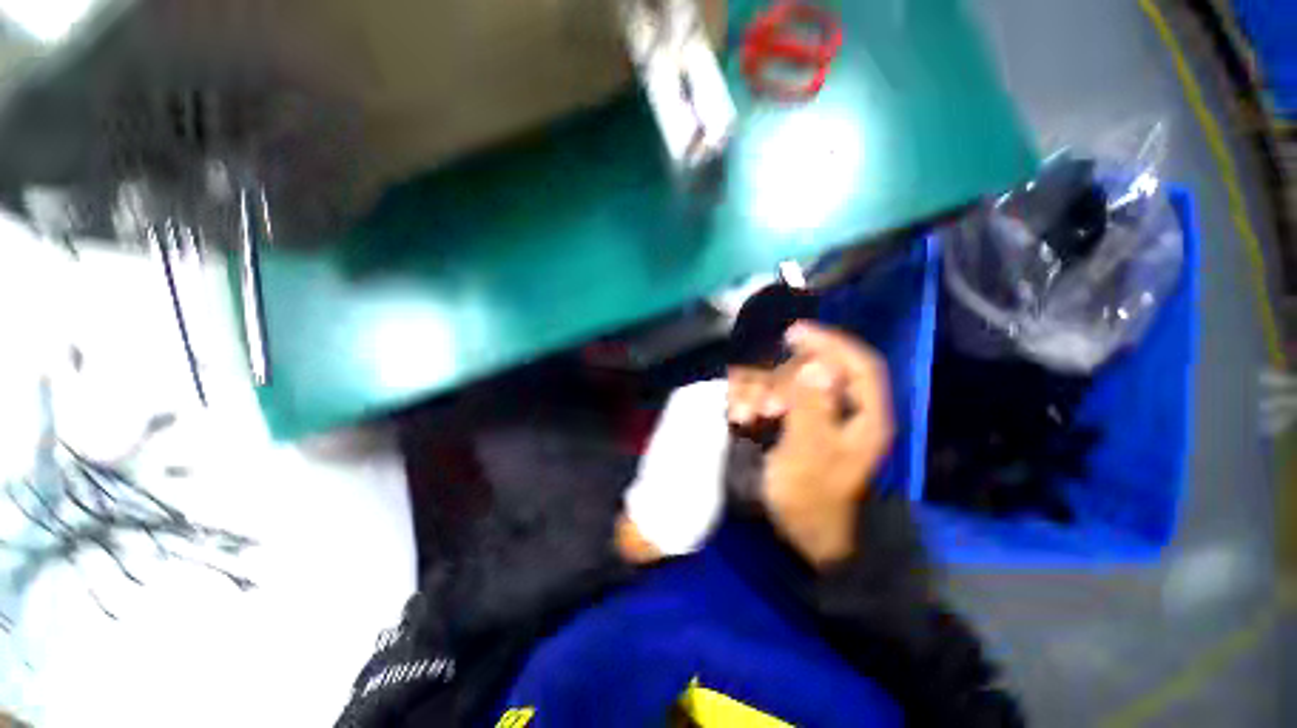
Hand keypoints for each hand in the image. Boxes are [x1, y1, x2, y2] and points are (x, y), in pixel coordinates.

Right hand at [762, 323, 893, 566]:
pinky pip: (771, 397)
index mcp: (864, 415)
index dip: (829, 341)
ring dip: (761, 391)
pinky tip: (740, 415)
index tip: (793, 332)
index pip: (857, 363)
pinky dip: (753, 400)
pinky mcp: (793, 423)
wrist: (800, 533)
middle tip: (763, 404)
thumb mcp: (811, 453)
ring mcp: (815, 416)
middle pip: (814, 371)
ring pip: (786, 383)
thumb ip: (813, 407)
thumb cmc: (811, 497)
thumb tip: (817, 364)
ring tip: (746, 416)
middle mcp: (842, 409)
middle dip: (781, 380)